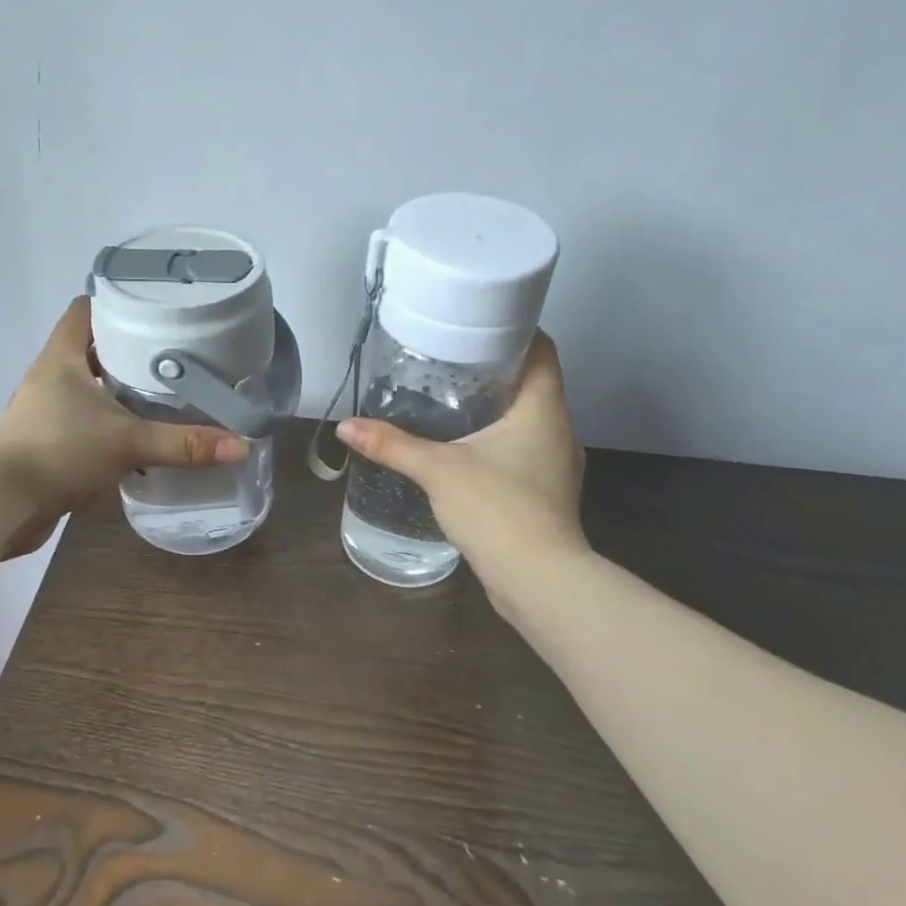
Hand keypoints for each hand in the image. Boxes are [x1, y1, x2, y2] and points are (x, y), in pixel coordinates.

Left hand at [0, 297, 248, 556]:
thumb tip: (241, 445)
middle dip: (128, 349)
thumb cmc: (58, 452)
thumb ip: (184, 444)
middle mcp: (49, 378)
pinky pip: (83, 423)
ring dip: (118, 390)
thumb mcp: (128, 442)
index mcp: (61, 358)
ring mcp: (44, 412)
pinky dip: (108, 424)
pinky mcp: (46, 444)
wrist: (1, 506)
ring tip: (162, 392)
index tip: (154, 307)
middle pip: (90, 348)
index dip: (116, 302)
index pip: (85, 310)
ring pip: (87, 388)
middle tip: (172, 351)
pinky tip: (137, 437)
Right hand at [337, 333, 586, 588]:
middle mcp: (559, 430)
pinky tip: (468, 453)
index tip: (478, 325)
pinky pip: (526, 452)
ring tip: (452, 404)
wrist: (539, 580)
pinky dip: (501, 443)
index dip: (515, 330)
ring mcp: (558, 465)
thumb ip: (393, 444)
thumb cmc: (497, 509)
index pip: (541, 349)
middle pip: (533, 383)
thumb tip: (346, 427)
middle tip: (449, 362)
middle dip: (495, 371)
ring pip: (529, 421)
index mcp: (543, 408)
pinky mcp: (549, 494)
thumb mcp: (438, 470)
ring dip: (498, 410)